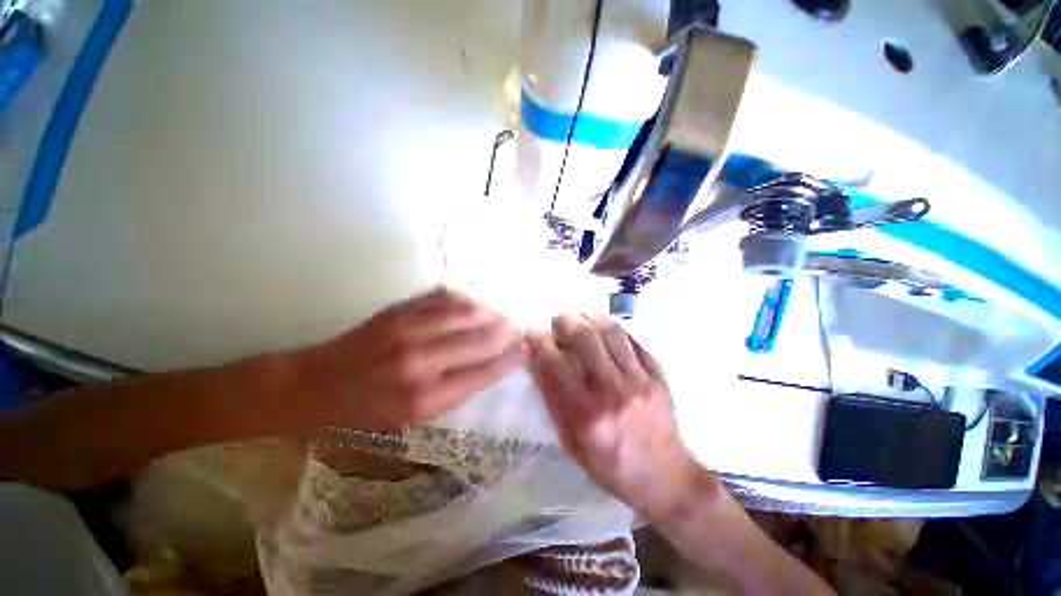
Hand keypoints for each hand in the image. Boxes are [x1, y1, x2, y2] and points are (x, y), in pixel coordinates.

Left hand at [292, 289, 524, 429]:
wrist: (315, 386)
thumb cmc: (365, 413)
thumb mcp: (414, 420)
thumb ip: (456, 390)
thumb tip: (490, 364)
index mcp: (426, 398)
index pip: (484, 371)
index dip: (510, 358)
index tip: (526, 349)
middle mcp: (421, 360)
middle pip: (481, 339)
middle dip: (508, 332)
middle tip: (521, 328)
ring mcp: (409, 329)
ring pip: (468, 312)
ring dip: (492, 312)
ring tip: (503, 315)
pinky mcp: (399, 310)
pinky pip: (446, 299)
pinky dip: (468, 301)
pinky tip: (479, 304)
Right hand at [528, 313, 696, 512]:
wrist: (663, 476)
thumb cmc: (609, 464)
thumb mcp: (571, 441)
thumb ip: (553, 399)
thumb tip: (537, 362)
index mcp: (585, 413)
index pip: (555, 364)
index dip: (539, 342)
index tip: (532, 330)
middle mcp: (612, 391)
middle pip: (586, 338)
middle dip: (566, 320)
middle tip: (558, 317)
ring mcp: (639, 380)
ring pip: (611, 331)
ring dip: (591, 316)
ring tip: (580, 314)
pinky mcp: (658, 375)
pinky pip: (632, 340)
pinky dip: (613, 329)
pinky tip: (603, 328)